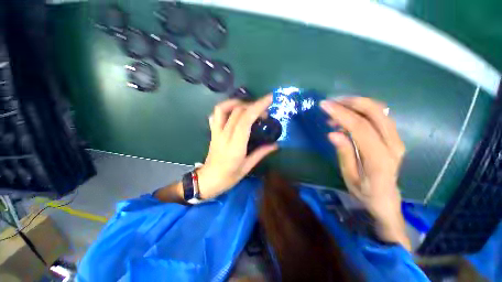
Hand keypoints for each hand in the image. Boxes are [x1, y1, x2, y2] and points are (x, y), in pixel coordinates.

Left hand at [197, 95, 277, 198]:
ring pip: (223, 108)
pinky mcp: (212, 132)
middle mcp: (224, 135)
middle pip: (237, 112)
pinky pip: (216, 114)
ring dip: (237, 103)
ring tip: (249, 107)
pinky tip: (234, 112)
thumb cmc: (229, 177)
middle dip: (254, 105)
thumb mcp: (247, 167)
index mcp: (235, 146)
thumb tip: (276, 145)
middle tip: (265, 112)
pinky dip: (225, 108)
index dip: (258, 107)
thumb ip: (261, 153)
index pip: (245, 120)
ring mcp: (216, 132)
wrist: (208, 180)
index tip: (269, 99)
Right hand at [321, 97, 409, 249]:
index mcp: (379, 158)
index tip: (324, 105)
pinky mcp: (394, 136)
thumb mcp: (349, 177)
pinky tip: (346, 117)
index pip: (361, 127)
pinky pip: (379, 116)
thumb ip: (344, 154)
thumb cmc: (365, 191)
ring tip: (335, 110)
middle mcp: (393, 144)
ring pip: (379, 110)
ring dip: (356, 104)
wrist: (387, 199)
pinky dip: (361, 111)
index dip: (341, 113)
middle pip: (375, 112)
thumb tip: (333, 133)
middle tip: (331, 102)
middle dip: (351, 102)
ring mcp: (396, 139)